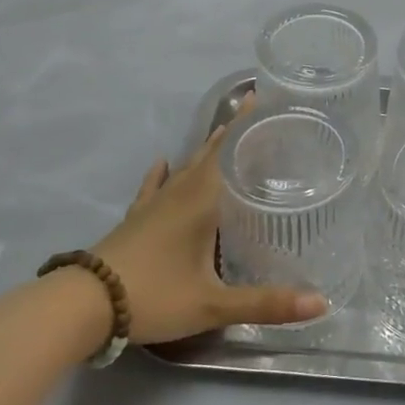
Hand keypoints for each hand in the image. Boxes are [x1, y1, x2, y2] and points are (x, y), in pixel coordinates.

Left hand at [94, 113, 326, 345]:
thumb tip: (321, 302)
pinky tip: (163, 161)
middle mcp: (180, 193)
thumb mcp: (213, 304)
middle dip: (233, 132)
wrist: (83, 305)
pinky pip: (154, 187)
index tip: (264, 98)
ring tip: (224, 131)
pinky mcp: (136, 219)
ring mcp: (154, 205)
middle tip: (256, 112)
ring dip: (206, 149)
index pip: (230, 152)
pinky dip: (162, 173)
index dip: (247, 126)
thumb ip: (266, 303)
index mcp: (202, 202)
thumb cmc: (154, 296)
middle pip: (210, 154)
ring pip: (185, 167)